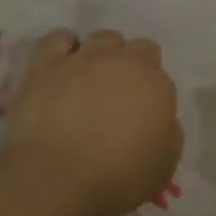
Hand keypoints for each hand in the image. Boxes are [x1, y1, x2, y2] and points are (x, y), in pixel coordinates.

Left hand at [0, 29, 182, 215]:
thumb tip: (161, 121)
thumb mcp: (164, 166)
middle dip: (134, 65)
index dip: (152, 92)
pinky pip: (58, 38)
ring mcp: (84, 59)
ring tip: (92, 76)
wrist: (55, 178)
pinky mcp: (46, 65)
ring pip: (102, 37)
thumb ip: (169, 134)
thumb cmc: (116, 178)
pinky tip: (63, 63)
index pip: (161, 76)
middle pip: (138, 47)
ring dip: (104, 52)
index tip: (144, 112)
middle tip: (121, 93)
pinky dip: (64, 46)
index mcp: (156, 86)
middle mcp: (124, 63)